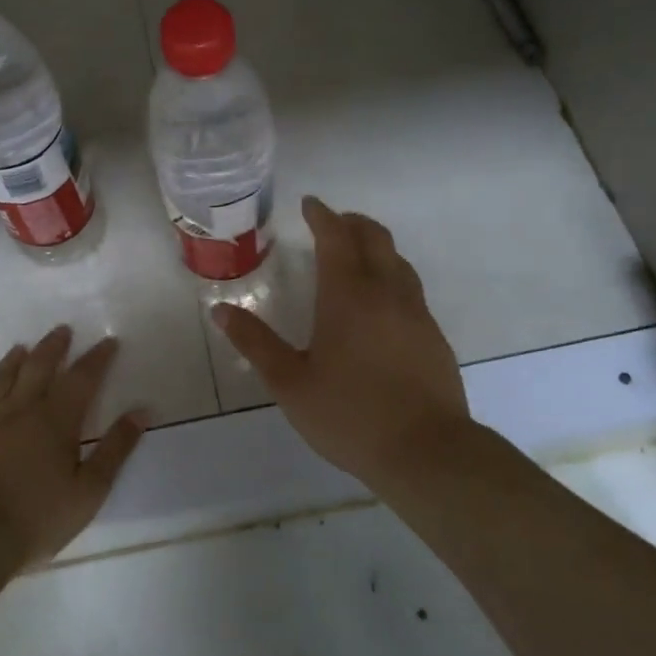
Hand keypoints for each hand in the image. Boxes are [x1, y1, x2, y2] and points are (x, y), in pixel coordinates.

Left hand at [0, 326, 145, 568]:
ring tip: (19, 347)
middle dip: (53, 347)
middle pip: (38, 368)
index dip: (97, 358)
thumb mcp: (91, 488)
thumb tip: (141, 411)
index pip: (82, 378)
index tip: (109, 341)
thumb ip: (117, 448)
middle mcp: (20, 410)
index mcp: (56, 419)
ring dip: (10, 363)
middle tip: (62, 330)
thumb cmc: (39, 516)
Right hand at [211, 197, 469, 484]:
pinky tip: (379, 304)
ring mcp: (416, 313)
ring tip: (355, 256)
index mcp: (348, 296)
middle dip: (352, 223)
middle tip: (332, 223)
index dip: (322, 215)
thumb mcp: (290, 383)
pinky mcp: (433, 335)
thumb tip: (221, 311)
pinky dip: (391, 276)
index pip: (336, 237)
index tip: (310, 204)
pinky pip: (410, 288)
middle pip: (374, 238)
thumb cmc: (349, 415)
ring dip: (375, 247)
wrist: (426, 451)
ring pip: (398, 261)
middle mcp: (386, 292)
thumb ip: (256, 343)